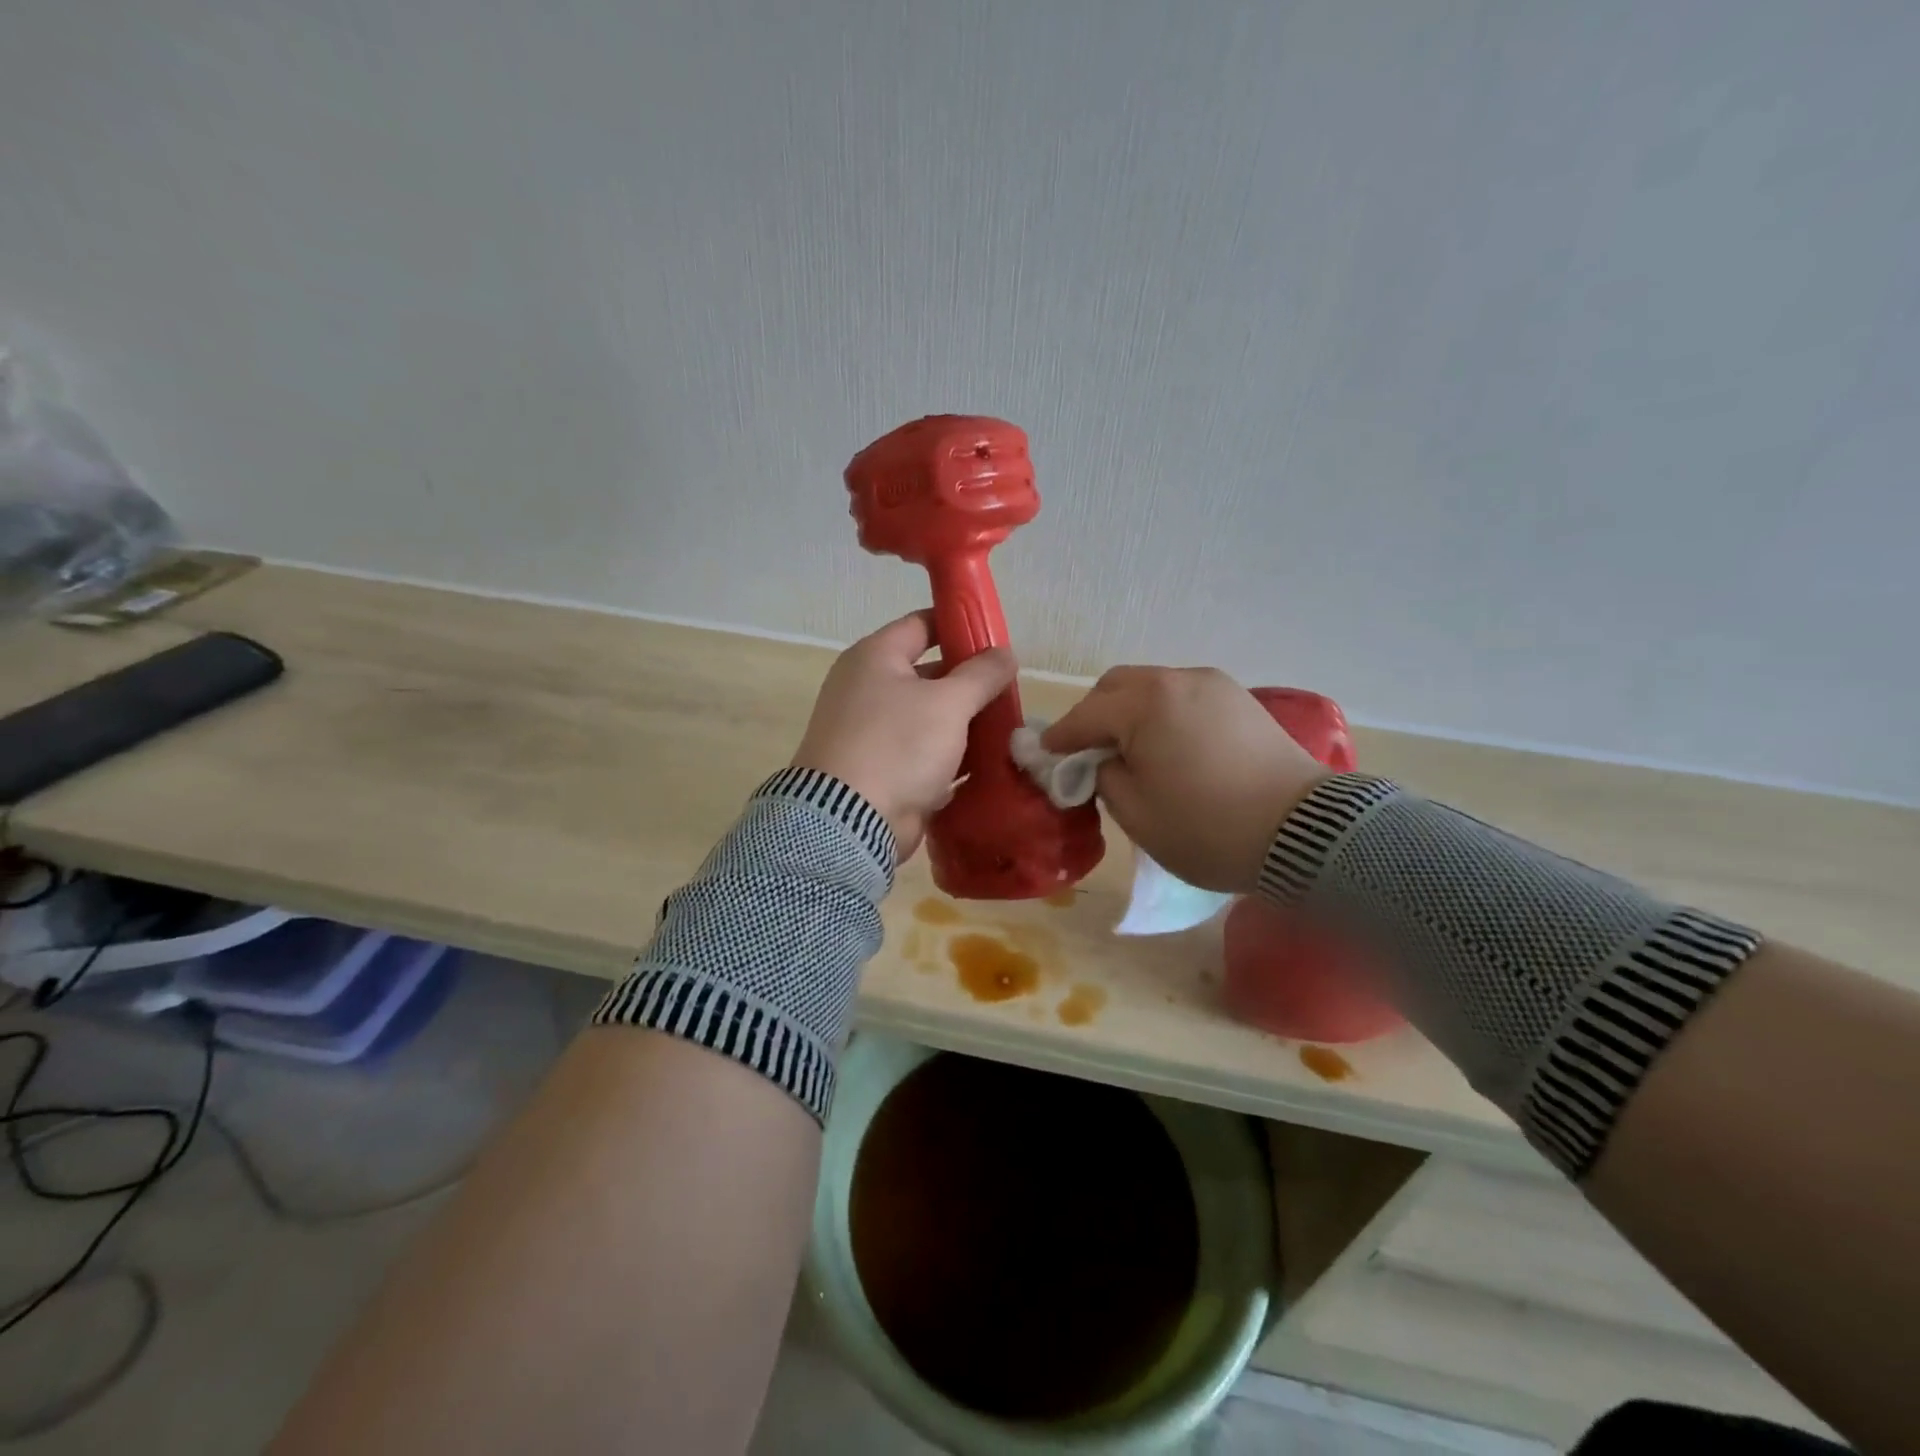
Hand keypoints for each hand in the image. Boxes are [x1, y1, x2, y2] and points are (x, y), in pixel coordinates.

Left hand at [791, 611, 1017, 860]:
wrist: (850, 822)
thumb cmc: (898, 745)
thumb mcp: (949, 703)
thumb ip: (982, 674)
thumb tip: (1005, 652)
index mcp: (874, 658)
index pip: (922, 624)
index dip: (959, 625)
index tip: (996, 637)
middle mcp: (866, 688)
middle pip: (928, 674)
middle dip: (969, 682)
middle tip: (1009, 690)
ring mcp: (870, 732)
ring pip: (928, 718)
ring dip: (964, 723)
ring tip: (1007, 727)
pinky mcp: (879, 770)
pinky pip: (922, 754)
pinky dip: (950, 757)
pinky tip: (986, 763)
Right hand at [1041, 667, 1329, 892]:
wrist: (1305, 834)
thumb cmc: (1208, 828)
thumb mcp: (1136, 813)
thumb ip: (1103, 776)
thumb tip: (1100, 761)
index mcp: (1146, 703)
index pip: (1086, 716)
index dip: (1061, 739)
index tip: (1045, 757)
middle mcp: (1177, 680)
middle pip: (1116, 686)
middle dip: (1093, 715)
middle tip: (1087, 752)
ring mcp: (1213, 685)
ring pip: (1151, 686)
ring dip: (1128, 712)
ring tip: (1129, 749)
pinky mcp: (1238, 699)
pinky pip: (1182, 696)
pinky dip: (1161, 713)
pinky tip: (1166, 744)